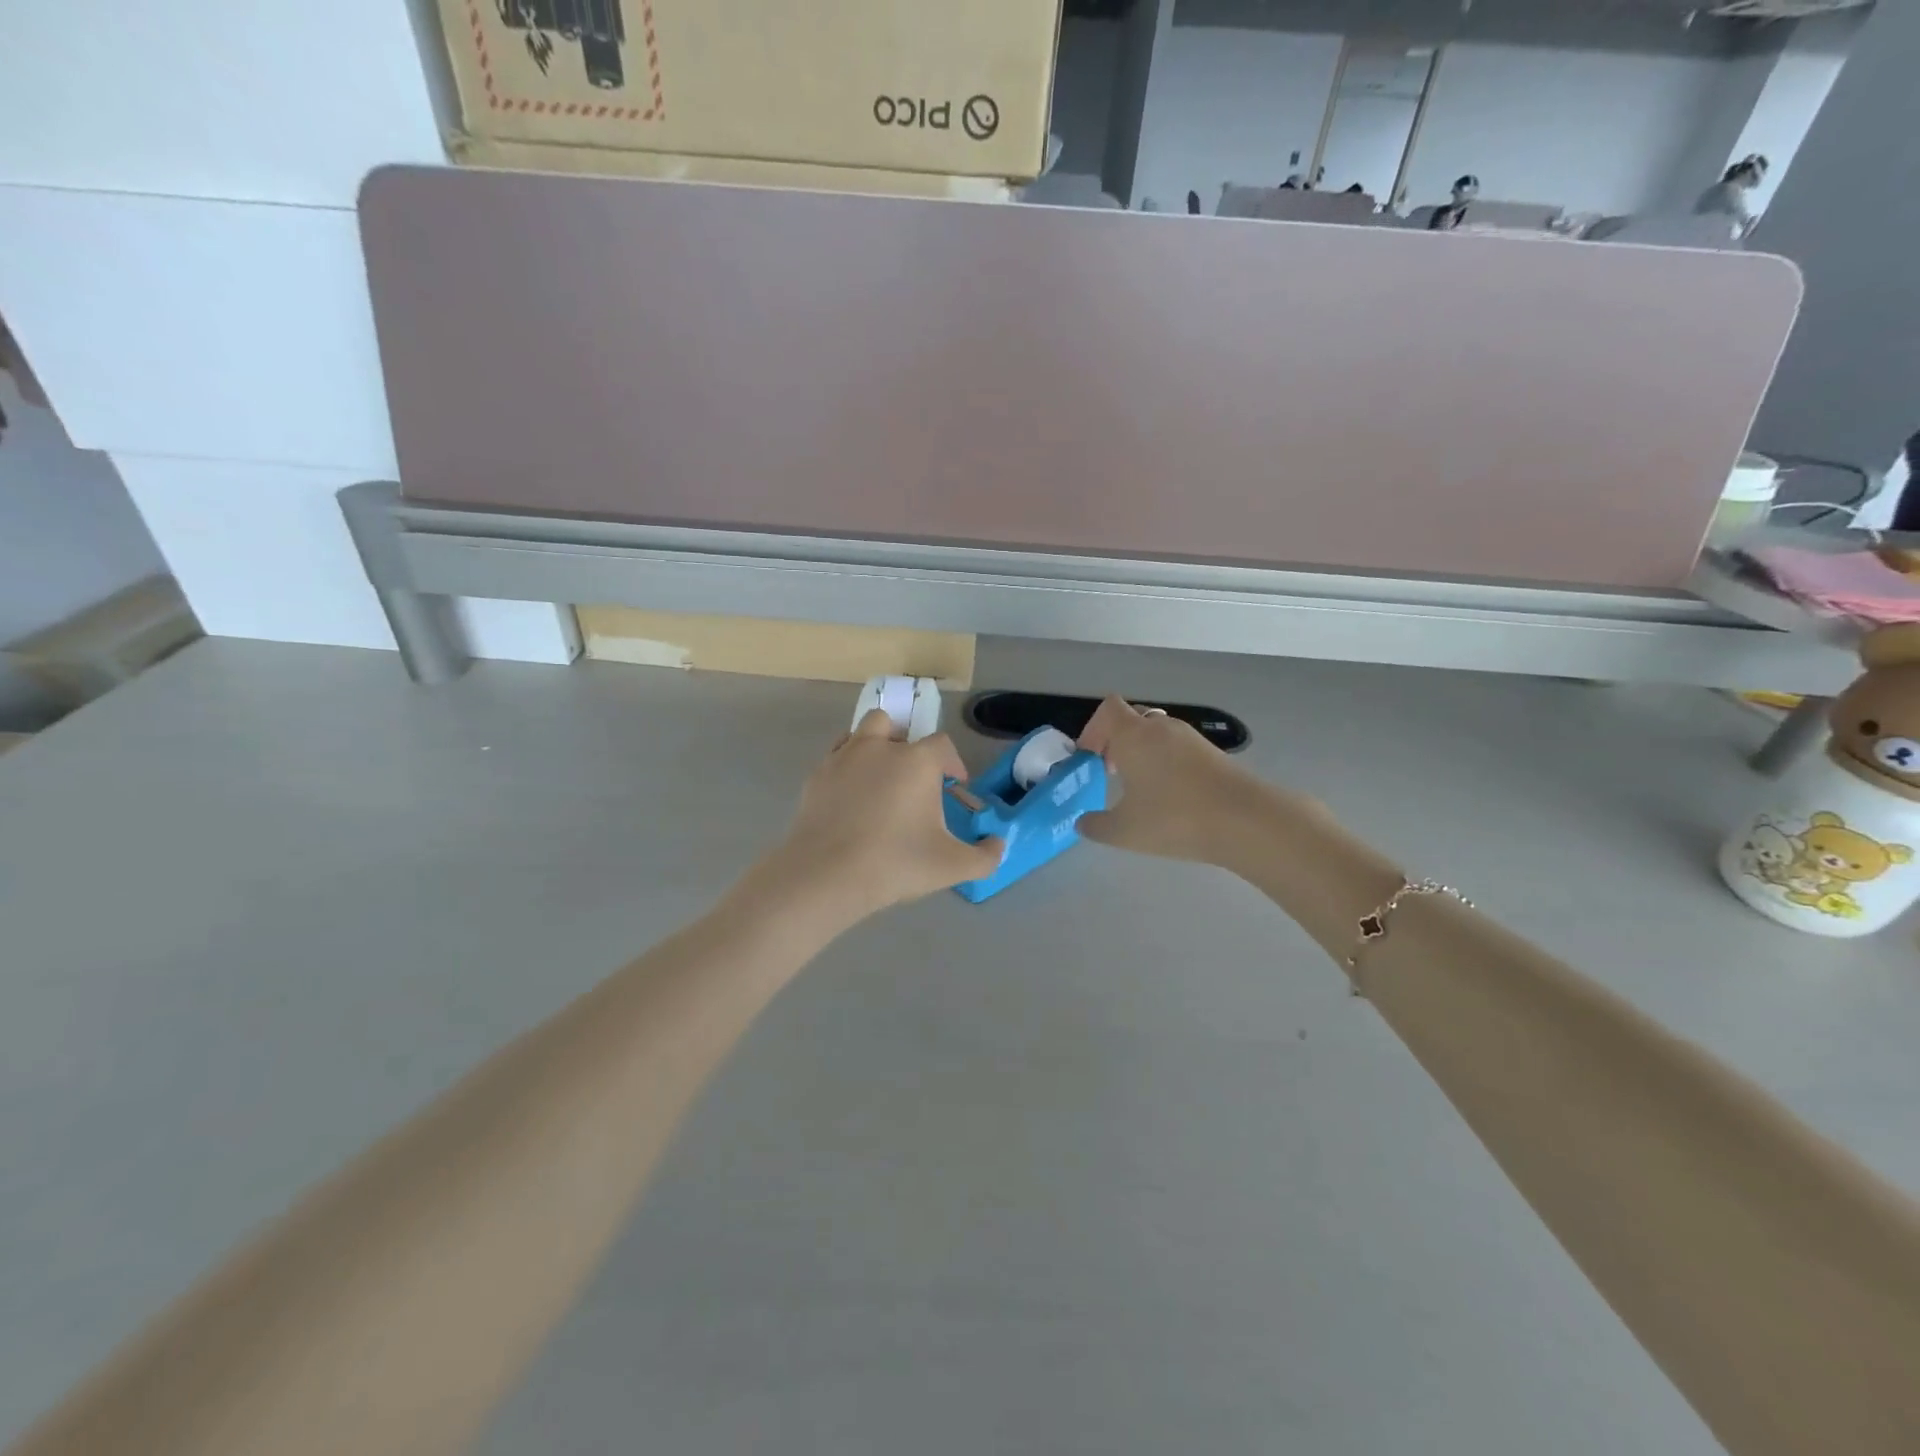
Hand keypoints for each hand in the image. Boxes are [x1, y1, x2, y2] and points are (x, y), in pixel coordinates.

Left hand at [763, 710, 1003, 921]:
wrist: (825, 875)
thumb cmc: (895, 863)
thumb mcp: (952, 866)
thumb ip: (985, 856)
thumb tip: (998, 844)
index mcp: (917, 761)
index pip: (942, 745)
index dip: (952, 763)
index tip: (953, 786)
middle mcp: (880, 747)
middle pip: (896, 726)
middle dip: (907, 746)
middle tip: (911, 781)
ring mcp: (844, 757)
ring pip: (861, 733)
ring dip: (874, 747)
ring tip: (878, 781)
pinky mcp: (816, 775)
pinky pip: (836, 757)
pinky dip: (847, 768)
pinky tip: (850, 798)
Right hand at [1076, 697, 1255, 863]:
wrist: (1245, 820)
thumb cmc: (1174, 818)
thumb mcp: (1124, 831)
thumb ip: (1096, 826)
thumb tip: (1082, 823)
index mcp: (1133, 736)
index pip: (1107, 709)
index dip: (1093, 729)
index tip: (1090, 759)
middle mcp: (1161, 728)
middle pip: (1132, 720)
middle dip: (1116, 742)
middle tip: (1111, 773)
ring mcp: (1191, 738)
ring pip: (1156, 734)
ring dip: (1142, 753)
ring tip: (1140, 788)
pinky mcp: (1213, 753)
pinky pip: (1178, 748)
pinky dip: (1166, 763)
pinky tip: (1169, 796)